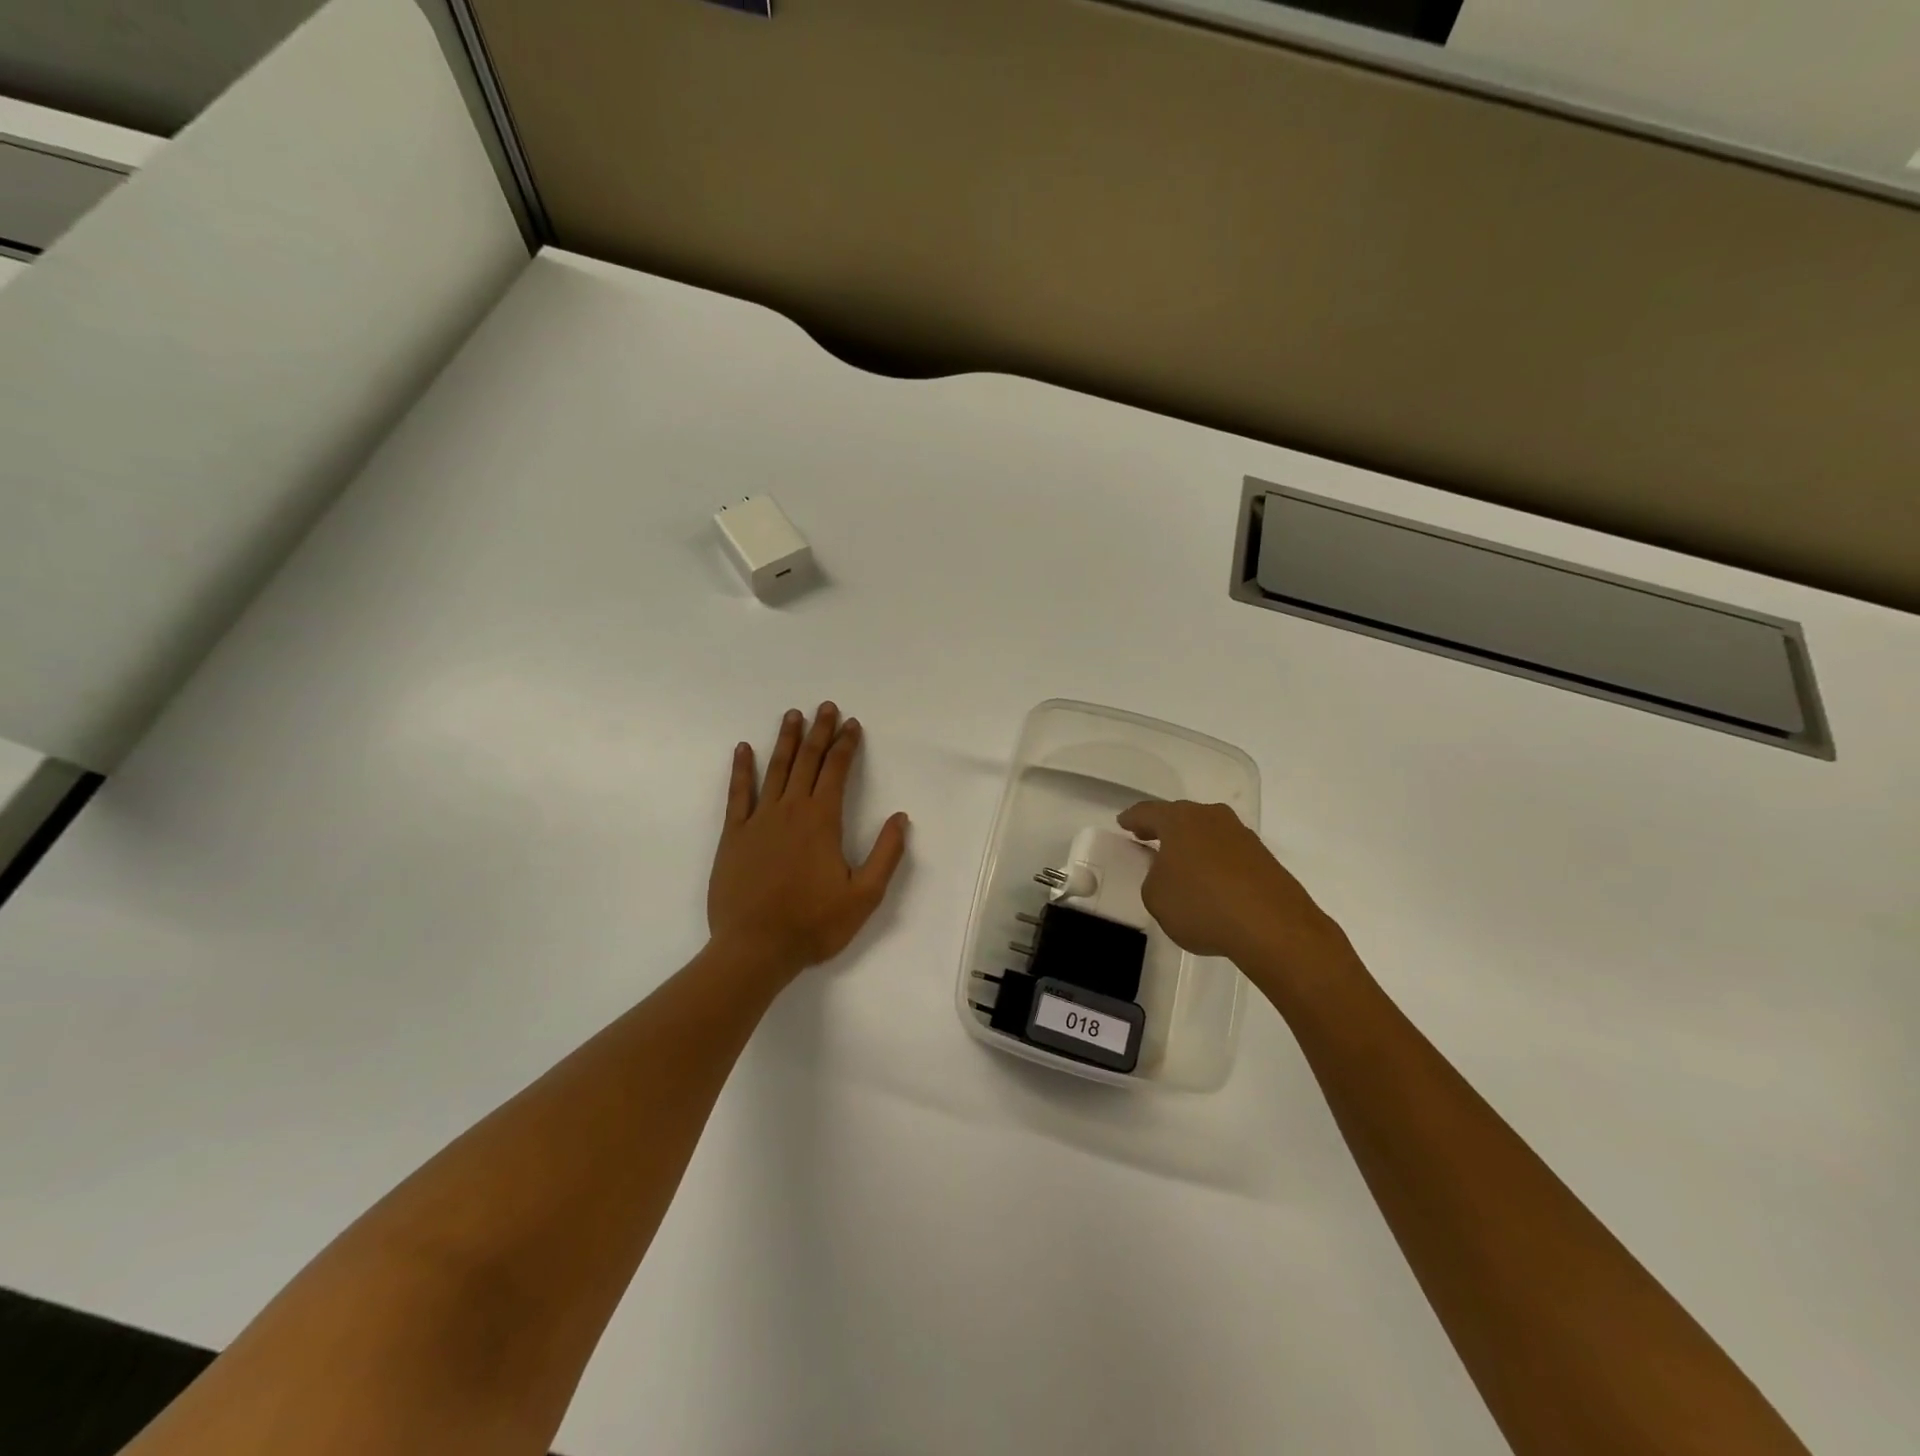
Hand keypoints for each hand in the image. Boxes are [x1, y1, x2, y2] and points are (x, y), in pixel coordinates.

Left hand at [708, 703, 909, 980]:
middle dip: (819, 732)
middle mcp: (790, 810)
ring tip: (792, 715)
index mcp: (822, 821)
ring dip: (786, 740)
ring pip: (775, 769)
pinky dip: (741, 769)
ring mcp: (758, 820)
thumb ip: (886, 854)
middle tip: (826, 707)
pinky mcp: (733, 835)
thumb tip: (901, 818)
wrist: (755, 948)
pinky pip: (738, 793)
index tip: (852, 724)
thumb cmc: (814, 924)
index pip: (836, 771)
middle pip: (807, 761)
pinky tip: (743, 749)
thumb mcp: (864, 896)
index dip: (846, 745)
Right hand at [1117, 800, 1351, 975]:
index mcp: (1179, 820)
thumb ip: (1154, 877)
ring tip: (1180, 862)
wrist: (1272, 926)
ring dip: (1192, 844)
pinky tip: (1211, 881)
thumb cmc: (1202, 905)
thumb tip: (1167, 872)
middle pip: (1181, 816)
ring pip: (1207, 832)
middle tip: (1148, 837)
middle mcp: (1211, 817)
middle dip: (1164, 827)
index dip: (1132, 818)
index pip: (1148, 812)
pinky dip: (1214, 860)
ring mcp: (1241, 835)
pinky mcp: (1263, 857)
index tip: (1123, 823)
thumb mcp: (1156, 897)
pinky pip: (1228, 851)